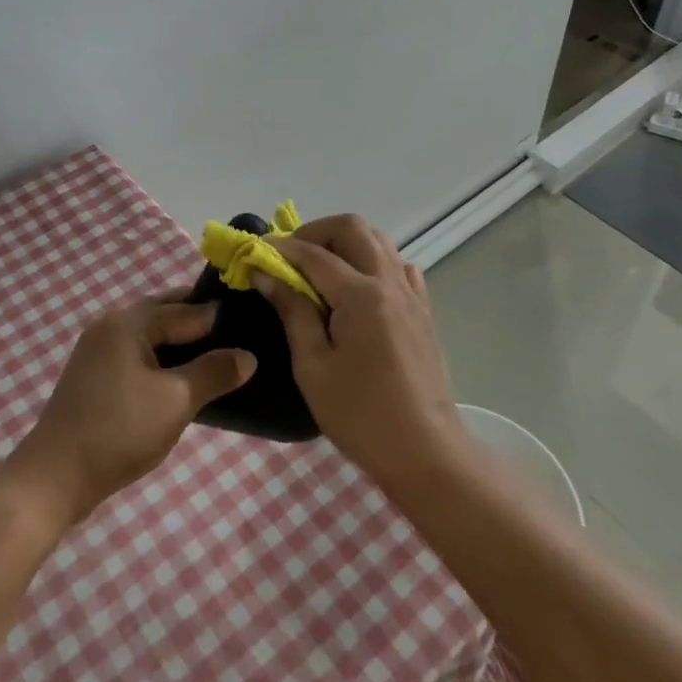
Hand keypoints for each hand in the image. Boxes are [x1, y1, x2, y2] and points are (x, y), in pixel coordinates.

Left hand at [5, 295, 255, 527]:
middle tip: (236, 335)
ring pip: (148, 334)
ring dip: (178, 341)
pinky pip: (135, 352)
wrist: (54, 477)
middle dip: (197, 321)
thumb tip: (248, 355)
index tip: (250, 321)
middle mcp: (110, 325)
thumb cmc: (119, 431)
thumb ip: (213, 373)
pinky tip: (179, 377)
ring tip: (214, 357)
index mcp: (128, 322)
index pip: (184, 308)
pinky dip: (160, 357)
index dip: (218, 316)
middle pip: (163, 312)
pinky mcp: (92, 374)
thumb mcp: (176, 402)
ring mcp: (96, 349)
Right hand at [254, 215, 464, 489]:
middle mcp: (389, 282)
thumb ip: (292, 312)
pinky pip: (398, 265)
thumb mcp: (313, 367)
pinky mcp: (423, 310)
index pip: (314, 254)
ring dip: (344, 242)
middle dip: (316, 232)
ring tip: (319, 269)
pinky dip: (373, 261)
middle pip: (352, 228)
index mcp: (361, 296)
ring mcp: (411, 294)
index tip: (255, 253)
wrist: (426, 452)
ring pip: (378, 240)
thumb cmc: (361, 415)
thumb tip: (266, 274)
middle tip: (290, 257)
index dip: (281, 248)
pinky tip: (357, 287)